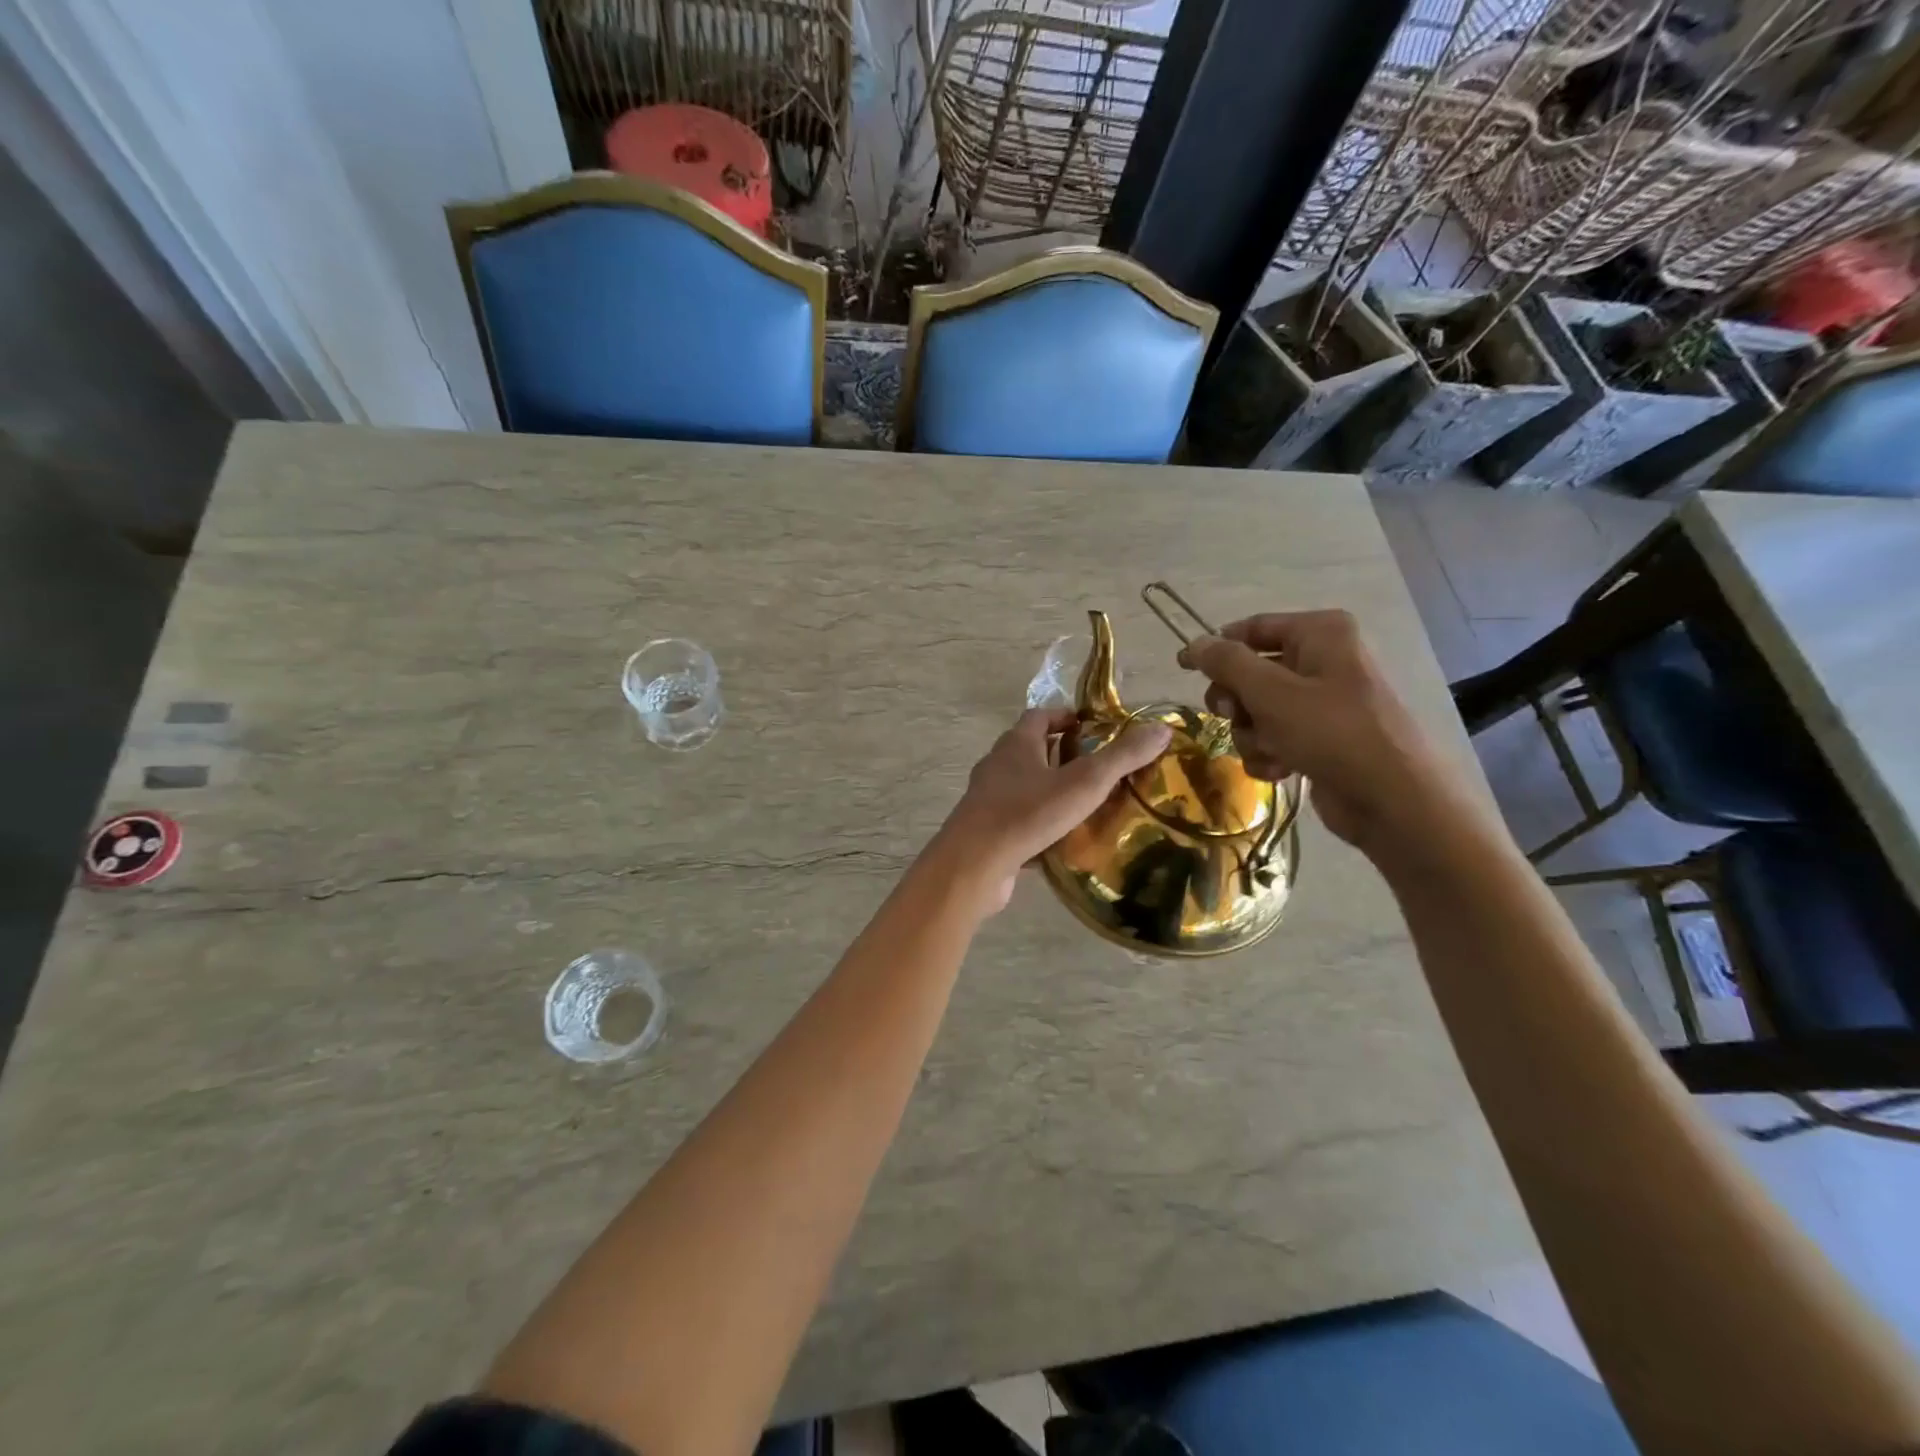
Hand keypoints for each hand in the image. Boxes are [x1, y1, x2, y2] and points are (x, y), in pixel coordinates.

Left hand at [936, 708, 1170, 912]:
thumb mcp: (1084, 782)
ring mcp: (988, 798)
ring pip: (1022, 785)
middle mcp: (997, 764)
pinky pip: (1016, 817)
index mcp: (1016, 743)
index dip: (1064, 716)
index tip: (1091, 727)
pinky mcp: (986, 829)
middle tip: (1096, 767)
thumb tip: (1162, 728)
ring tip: (1085, 803)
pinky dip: (1037, 820)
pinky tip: (1059, 838)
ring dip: (1049, 788)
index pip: (1039, 716)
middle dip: (1060, 753)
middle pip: (1030, 749)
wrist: (974, 864)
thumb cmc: (1028, 813)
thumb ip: (1122, 756)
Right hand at [1178, 610, 1464, 854]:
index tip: (1183, 668)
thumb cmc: (1332, 732)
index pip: (1252, 628)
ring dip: (1252, 734)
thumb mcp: (1270, 692)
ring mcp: (1323, 702)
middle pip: (1250, 672)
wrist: (1391, 800)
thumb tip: (1194, 643)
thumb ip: (1227, 663)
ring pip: (1257, 710)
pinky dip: (1269, 753)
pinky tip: (1281, 770)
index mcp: (1320, 633)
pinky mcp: (1320, 739)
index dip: (1216, 648)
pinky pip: (1274, 737)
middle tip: (1236, 716)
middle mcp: (1323, 660)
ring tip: (1271, 750)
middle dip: (1237, 702)